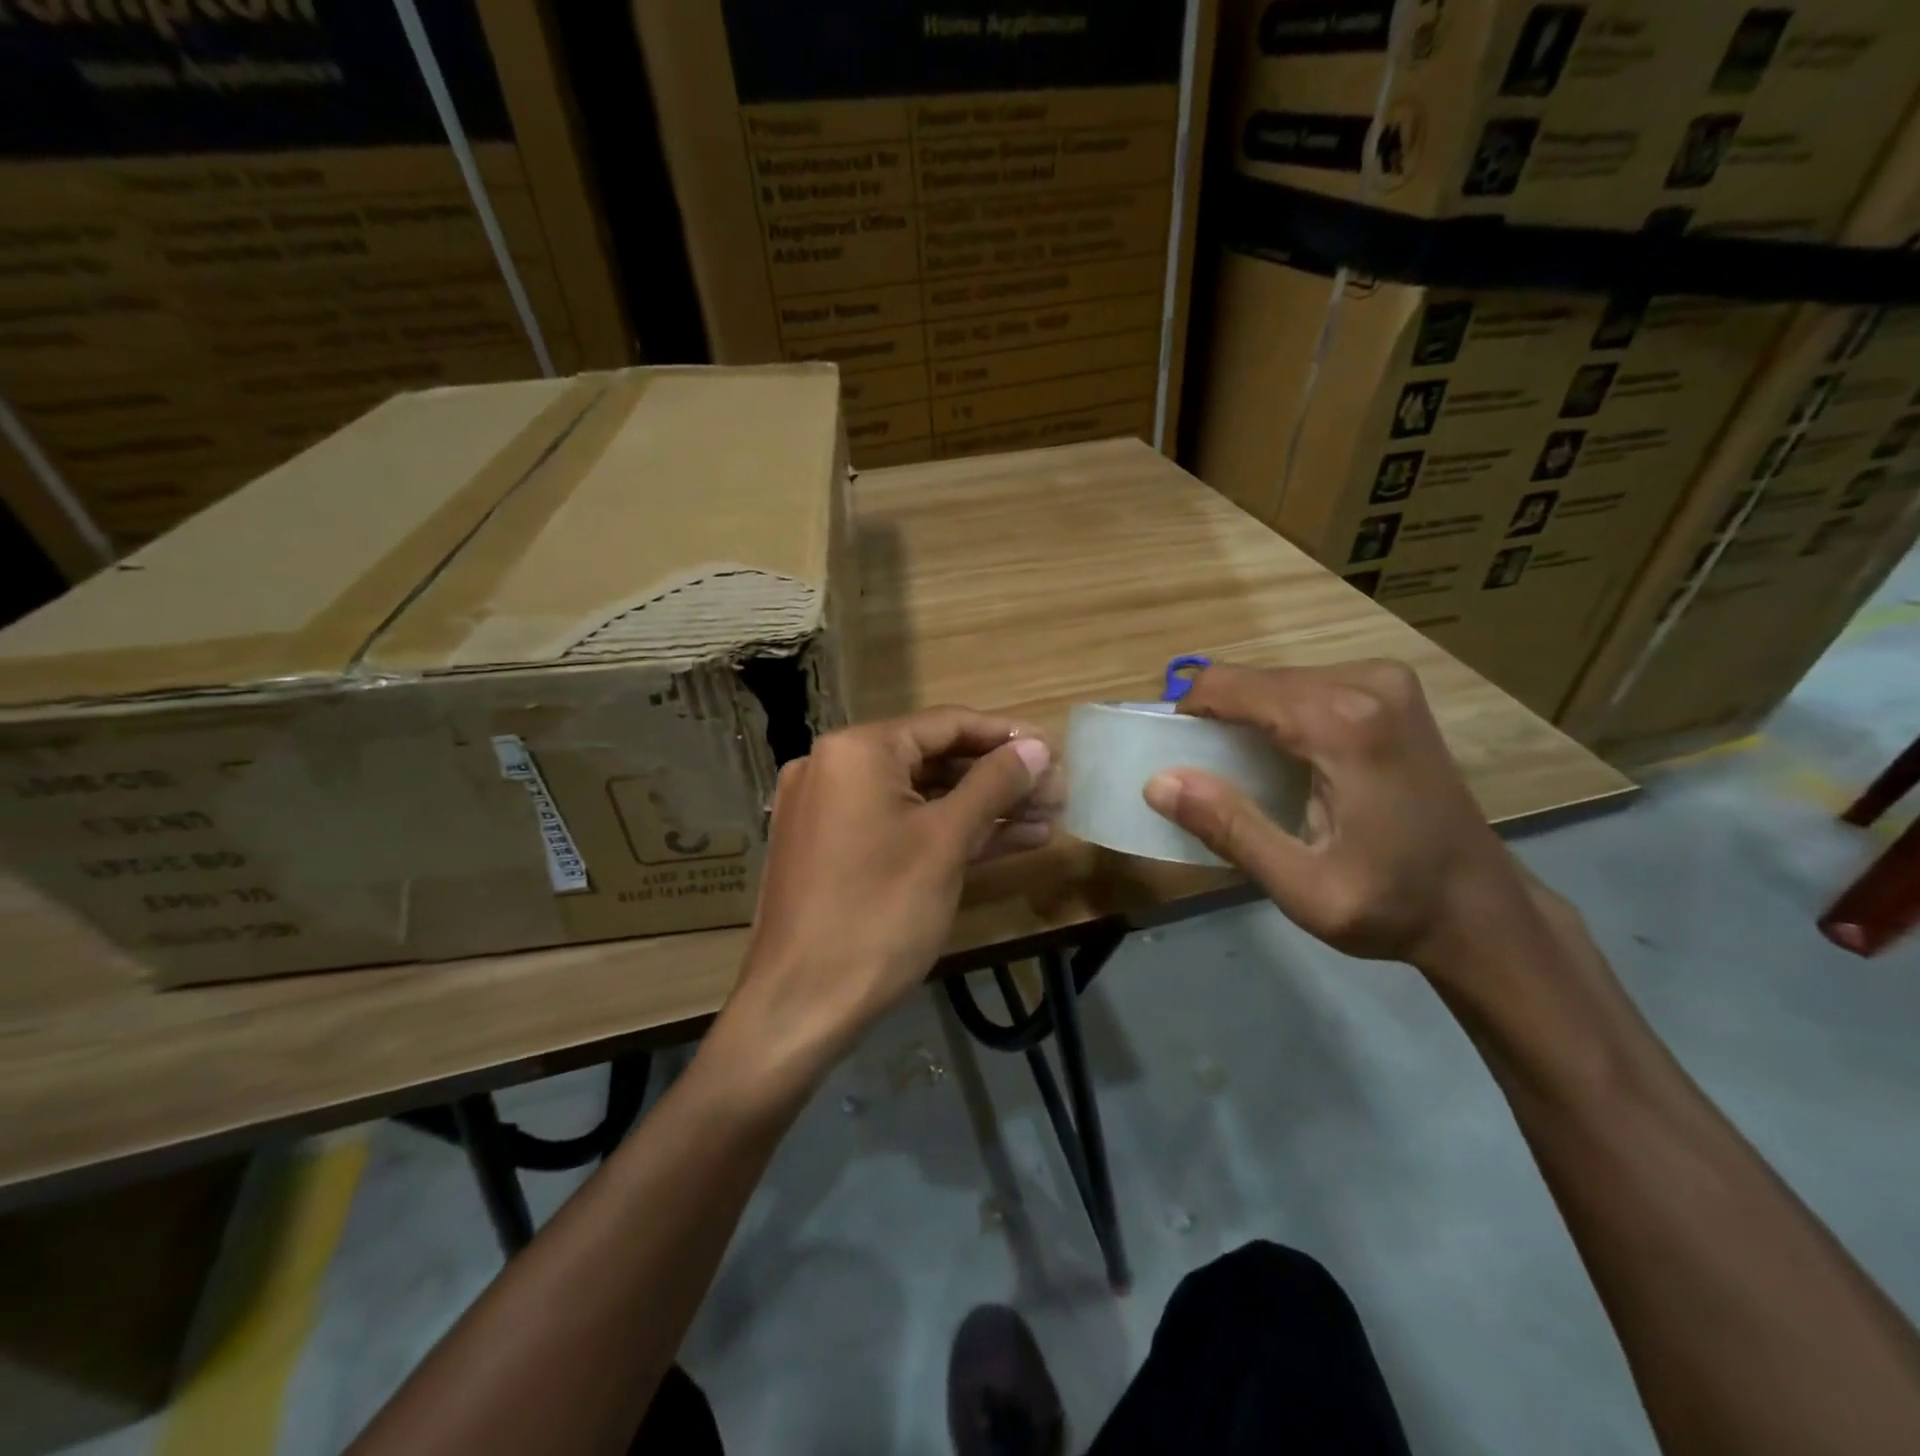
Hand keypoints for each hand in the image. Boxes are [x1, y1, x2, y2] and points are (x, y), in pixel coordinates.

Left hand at [714, 709, 1059, 1089]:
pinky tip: (1005, 841)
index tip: (1054, 749)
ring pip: (920, 797)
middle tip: (1056, 791)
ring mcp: (831, 810)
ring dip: (981, 808)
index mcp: (856, 750)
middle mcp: (835, 767)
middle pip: (933, 759)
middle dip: (998, 777)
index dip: (1005, 736)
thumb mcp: (945, 842)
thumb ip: (994, 785)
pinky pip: (900, 826)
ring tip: (1046, 818)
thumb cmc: (878, 913)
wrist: (799, 1006)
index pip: (945, 724)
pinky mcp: (835, 849)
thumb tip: (1038, 745)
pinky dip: (947, 833)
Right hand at [1142, 661, 1540, 981]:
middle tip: (1209, 778)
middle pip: (1252, 679)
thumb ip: (1230, 829)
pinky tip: (1288, 761)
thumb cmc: (1392, 905)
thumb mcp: (1302, 887)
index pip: (1229, 686)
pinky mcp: (1392, 690)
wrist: (1482, 908)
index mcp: (1343, 723)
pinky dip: (1277, 716)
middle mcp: (1366, 683)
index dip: (1188, 714)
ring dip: (1246, 718)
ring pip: (1275, 680)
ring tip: (1246, 775)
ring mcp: (1385, 680)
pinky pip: (1305, 686)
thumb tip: (1157, 782)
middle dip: (1216, 719)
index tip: (1176, 758)